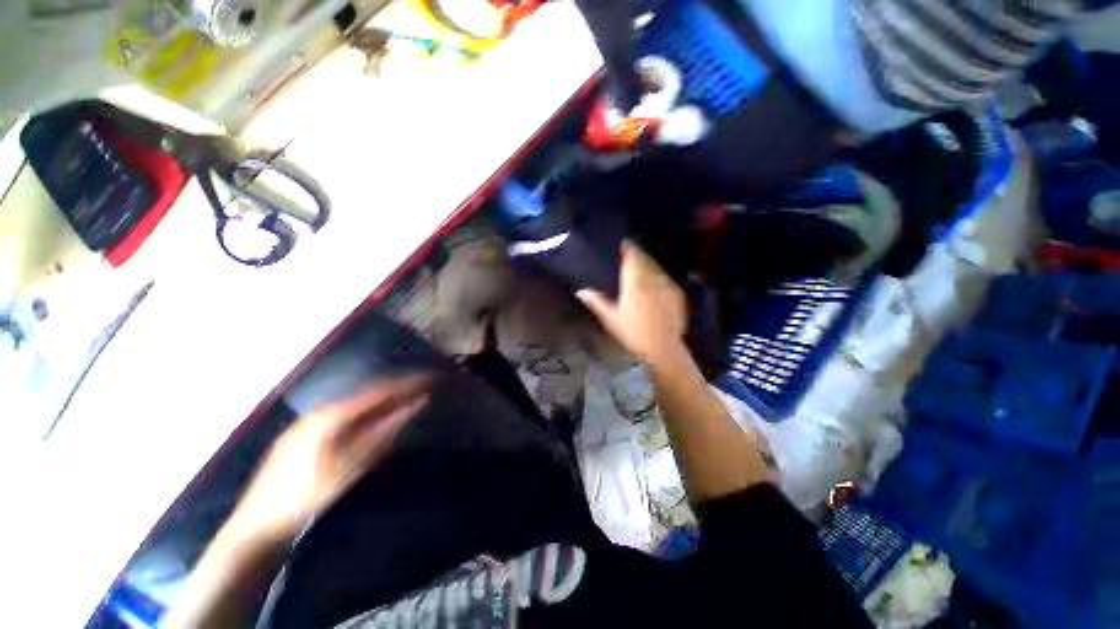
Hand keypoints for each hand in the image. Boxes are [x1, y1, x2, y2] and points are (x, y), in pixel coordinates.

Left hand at [229, 374, 432, 542]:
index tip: (430, 378)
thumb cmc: (308, 494)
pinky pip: (345, 415)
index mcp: (331, 415)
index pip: (378, 391)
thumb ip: (385, 430)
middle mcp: (320, 411)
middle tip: (423, 388)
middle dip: (396, 390)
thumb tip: (415, 404)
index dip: (406, 384)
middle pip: (367, 394)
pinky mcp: (305, 434)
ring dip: (382, 402)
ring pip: (355, 405)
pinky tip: (375, 420)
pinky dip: (366, 414)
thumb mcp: (352, 464)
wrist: (258, 523)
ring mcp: (310, 422)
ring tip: (405, 400)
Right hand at [578, 240, 686, 365]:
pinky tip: (651, 283)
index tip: (618, 245)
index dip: (624, 247)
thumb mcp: (610, 318)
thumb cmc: (633, 334)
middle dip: (634, 254)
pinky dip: (656, 275)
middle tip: (624, 257)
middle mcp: (653, 278)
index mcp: (635, 281)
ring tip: (636, 268)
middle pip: (643, 257)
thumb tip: (581, 290)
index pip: (631, 254)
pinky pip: (663, 277)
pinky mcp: (676, 292)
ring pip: (654, 265)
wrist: (663, 350)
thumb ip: (596, 301)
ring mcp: (666, 284)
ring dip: (645, 264)